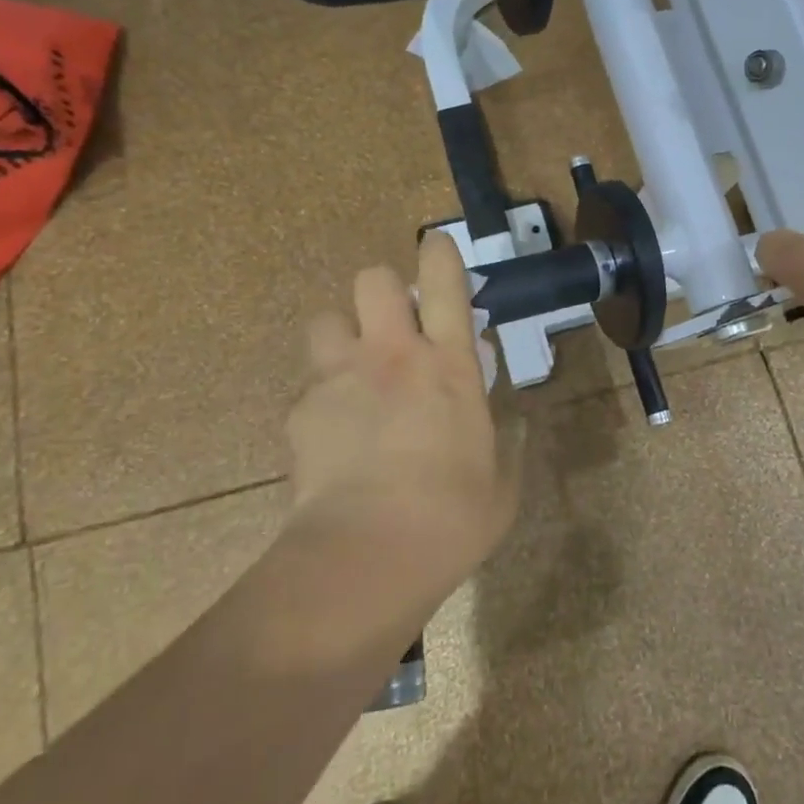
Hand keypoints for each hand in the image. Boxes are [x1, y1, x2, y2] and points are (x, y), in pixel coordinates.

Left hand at [285, 232, 512, 592]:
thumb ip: (503, 434)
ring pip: (325, 320)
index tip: (437, 247)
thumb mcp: (500, 478)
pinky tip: (332, 439)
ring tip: (353, 373)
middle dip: (383, 291)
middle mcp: (392, 356)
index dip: (440, 254)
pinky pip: (308, 387)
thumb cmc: (452, 518)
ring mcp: (340, 378)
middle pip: (373, 279)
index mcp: (448, 365)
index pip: (445, 282)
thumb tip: (502, 409)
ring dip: (342, 337)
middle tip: (393, 327)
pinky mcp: (300, 412)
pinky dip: (321, 401)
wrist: (367, 556)